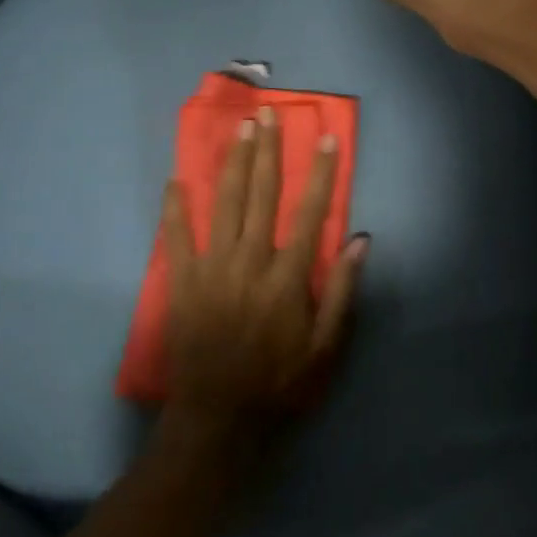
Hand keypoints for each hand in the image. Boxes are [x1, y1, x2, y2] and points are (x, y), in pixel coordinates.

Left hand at [160, 107, 365, 428]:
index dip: (320, 172)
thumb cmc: (280, 384)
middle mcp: (251, 262)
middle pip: (262, 195)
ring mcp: (213, 270)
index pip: (310, 212)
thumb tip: (361, 240)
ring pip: (224, 204)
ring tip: (238, 129)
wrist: (219, 422)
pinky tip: (175, 179)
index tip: (325, 137)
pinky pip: (177, 237)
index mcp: (288, 277)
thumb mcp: (326, 348)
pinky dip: (175, 207)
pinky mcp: (183, 283)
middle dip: (267, 151)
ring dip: (232, 163)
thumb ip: (342, 291)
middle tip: (268, 115)